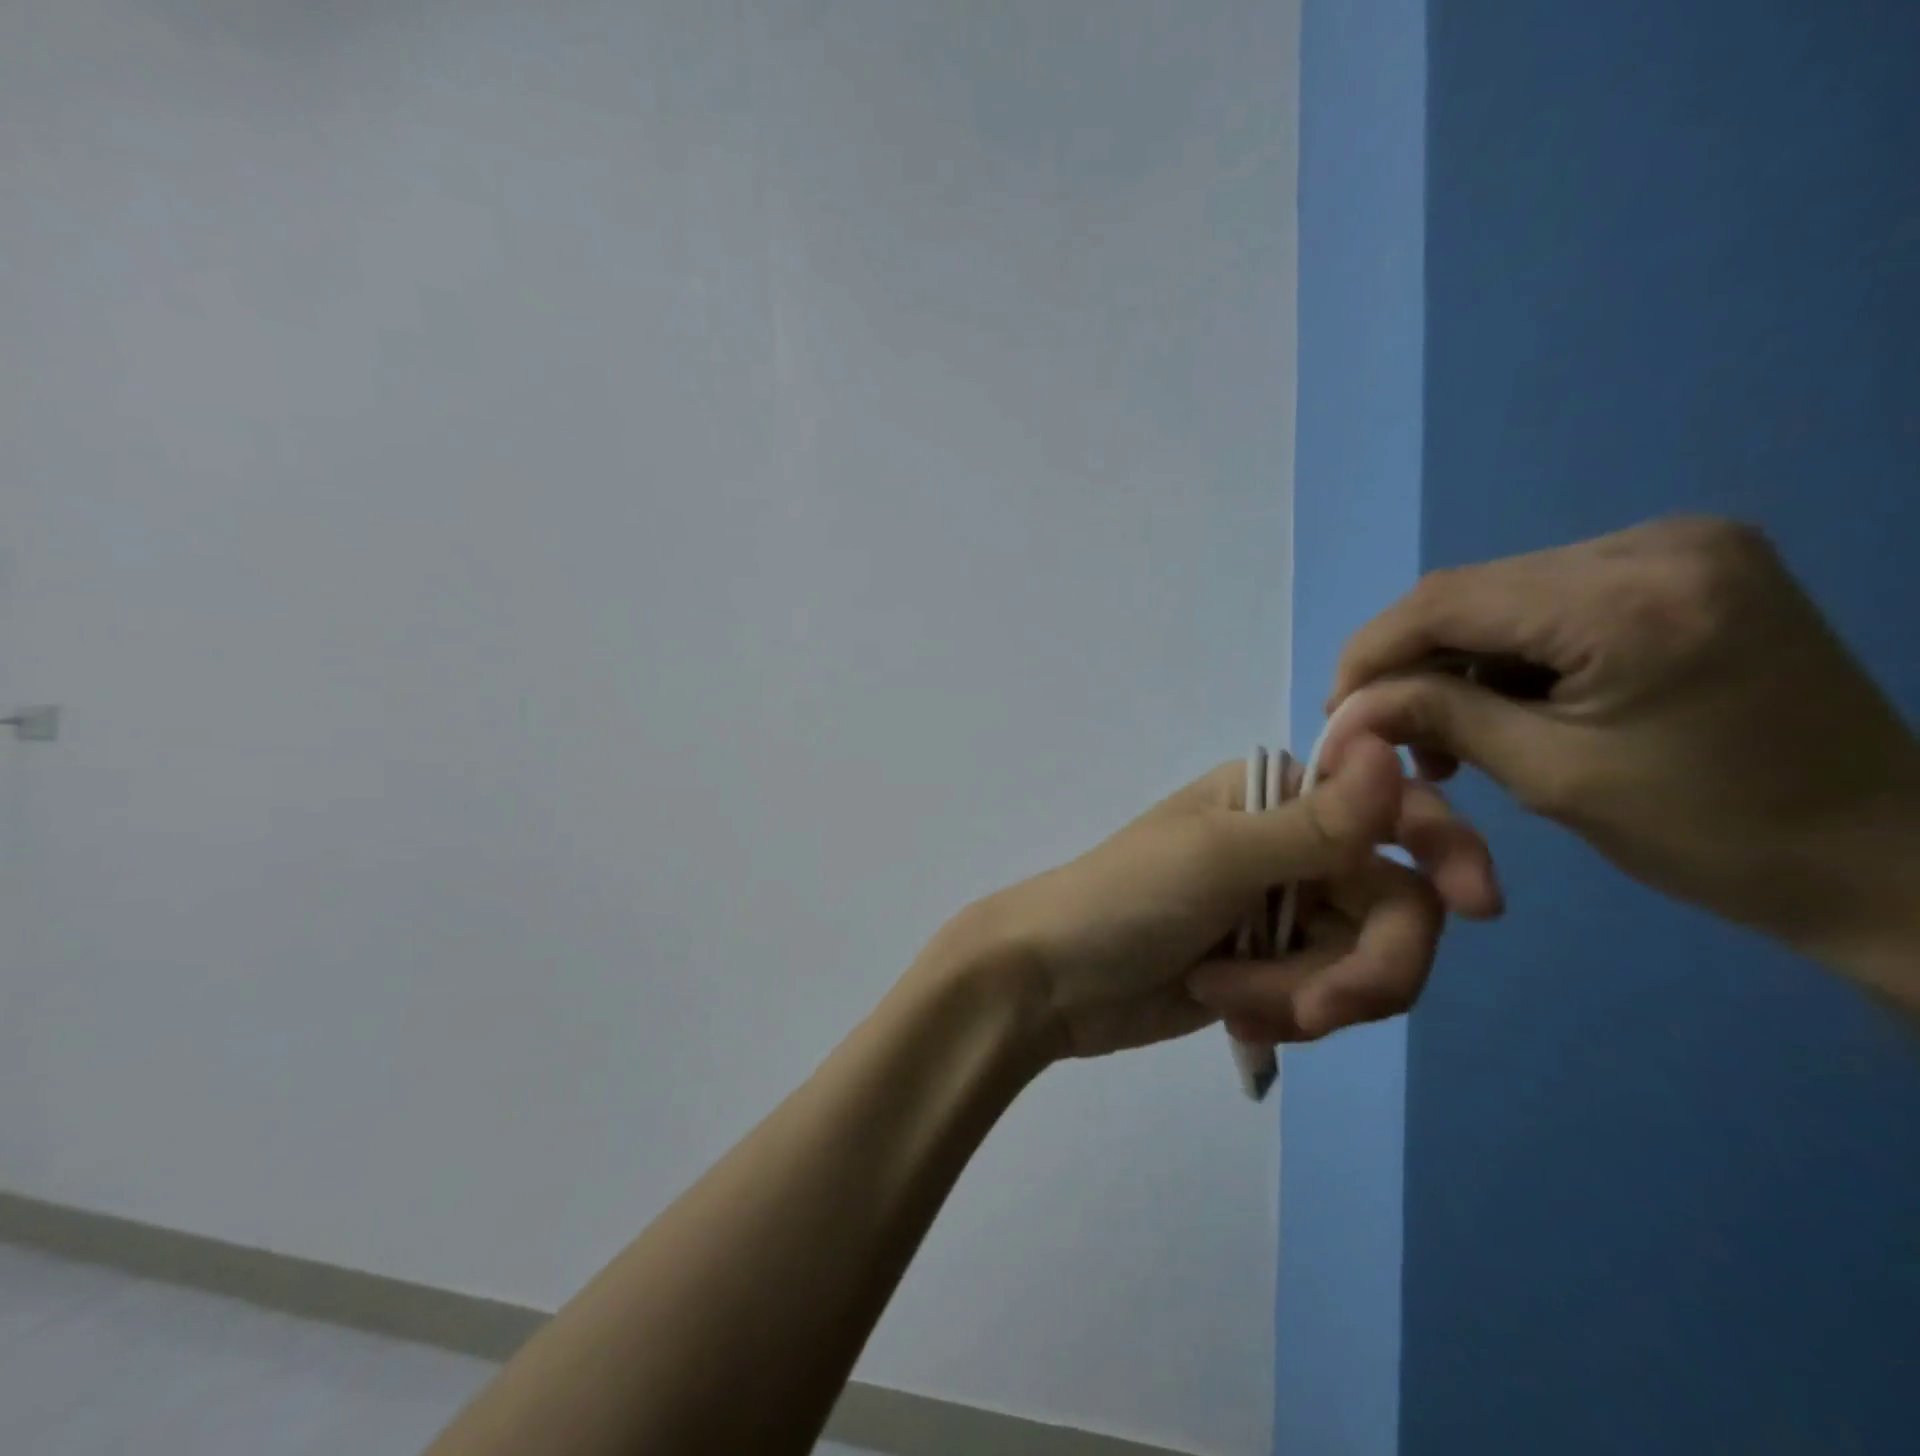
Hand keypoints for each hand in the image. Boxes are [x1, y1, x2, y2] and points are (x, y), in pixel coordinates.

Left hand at [934, 736, 1500, 1059]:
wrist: (1052, 980)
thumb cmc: (1122, 899)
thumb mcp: (1217, 858)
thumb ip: (1314, 823)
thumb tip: (1387, 742)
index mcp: (1277, 797)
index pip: (1392, 809)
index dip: (1444, 849)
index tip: (1478, 905)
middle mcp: (1292, 846)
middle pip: (1394, 906)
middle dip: (1360, 969)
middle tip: (1310, 1011)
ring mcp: (1284, 912)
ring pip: (1364, 962)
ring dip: (1306, 996)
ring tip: (1229, 999)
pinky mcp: (1273, 968)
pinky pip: (1327, 997)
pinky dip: (1287, 1014)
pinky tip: (1230, 1015)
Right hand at [1325, 516, 1919, 994]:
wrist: (1884, 857)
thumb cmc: (1715, 833)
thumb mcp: (1550, 776)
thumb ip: (1437, 719)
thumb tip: (1344, 708)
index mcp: (1633, 599)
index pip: (1446, 600)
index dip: (1370, 653)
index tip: (1336, 712)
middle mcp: (1657, 544)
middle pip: (1470, 590)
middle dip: (1410, 661)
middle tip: (1386, 731)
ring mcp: (1680, 546)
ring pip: (1502, 594)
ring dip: (1456, 659)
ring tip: (1446, 731)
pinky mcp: (1686, 567)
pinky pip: (1549, 599)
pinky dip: (1506, 652)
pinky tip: (1502, 702)